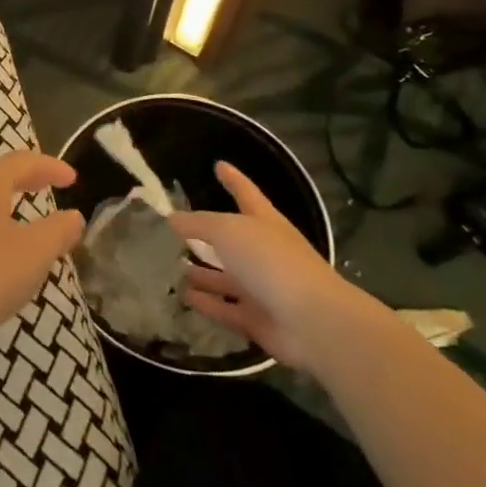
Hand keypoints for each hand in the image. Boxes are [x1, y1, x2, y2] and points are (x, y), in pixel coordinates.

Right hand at [170, 161, 384, 371]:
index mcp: (264, 223)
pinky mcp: (257, 319)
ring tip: (173, 265)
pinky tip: (184, 296)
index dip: (233, 179)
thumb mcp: (228, 231)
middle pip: (232, 240)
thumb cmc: (271, 262)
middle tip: (176, 231)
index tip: (219, 165)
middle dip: (207, 235)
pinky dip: (207, 302)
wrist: (313, 322)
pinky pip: (226, 308)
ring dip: (202, 272)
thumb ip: (198, 224)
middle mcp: (264, 252)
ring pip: (226, 276)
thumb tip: (172, 218)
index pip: (245, 193)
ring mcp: (262, 287)